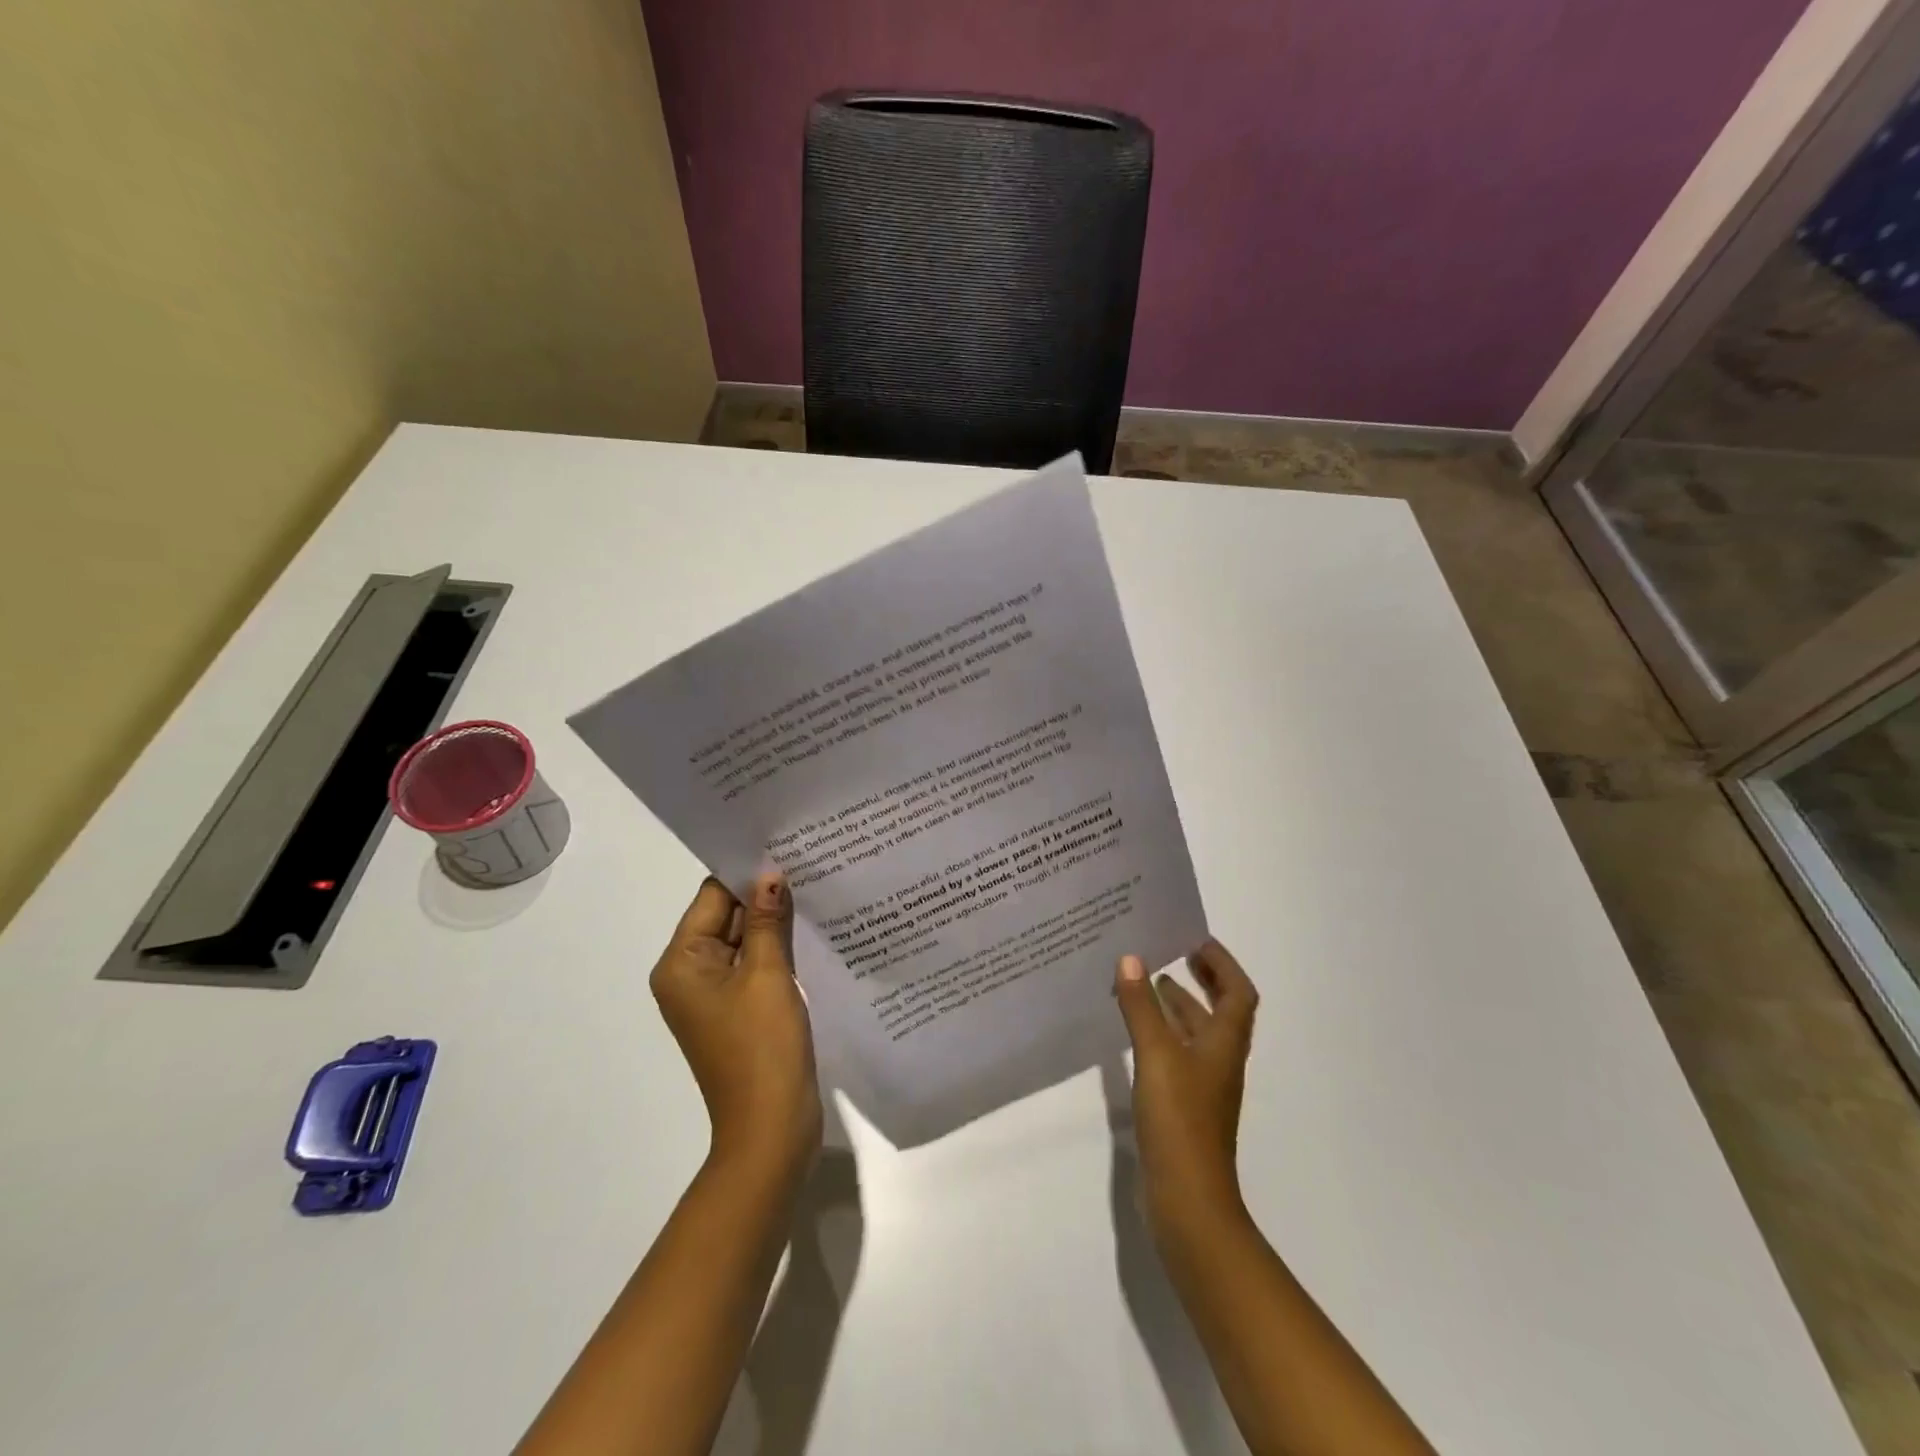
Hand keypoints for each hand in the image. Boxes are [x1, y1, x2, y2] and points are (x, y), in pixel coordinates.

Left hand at [652, 874, 821, 1180]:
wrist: (771, 1128)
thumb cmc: (763, 1046)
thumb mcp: (767, 973)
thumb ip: (765, 920)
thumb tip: (769, 874)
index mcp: (681, 963)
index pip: (711, 897)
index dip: (746, 873)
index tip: (784, 847)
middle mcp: (688, 975)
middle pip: (725, 918)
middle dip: (763, 895)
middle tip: (806, 861)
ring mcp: (712, 996)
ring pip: (742, 942)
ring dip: (772, 922)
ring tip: (814, 887)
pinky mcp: (736, 1011)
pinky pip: (752, 967)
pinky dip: (775, 950)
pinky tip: (810, 930)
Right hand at [1114, 939, 1258, 1232]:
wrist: (1188, 1200)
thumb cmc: (1180, 1119)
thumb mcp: (1157, 1055)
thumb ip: (1142, 1007)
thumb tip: (1130, 958)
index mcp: (1224, 1044)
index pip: (1238, 993)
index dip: (1223, 964)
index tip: (1197, 940)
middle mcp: (1219, 1061)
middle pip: (1220, 1011)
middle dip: (1201, 980)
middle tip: (1171, 953)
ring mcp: (1202, 1086)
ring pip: (1195, 1033)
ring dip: (1178, 1006)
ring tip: (1146, 984)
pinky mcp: (1183, 1105)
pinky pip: (1176, 1054)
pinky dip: (1161, 1033)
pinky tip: (1135, 1031)